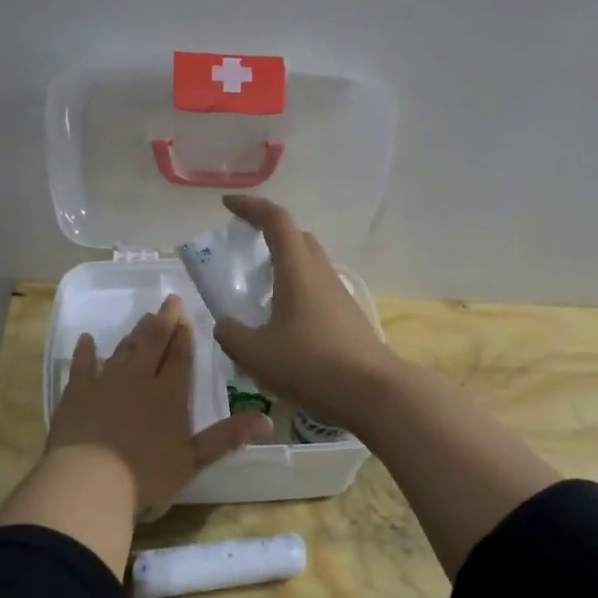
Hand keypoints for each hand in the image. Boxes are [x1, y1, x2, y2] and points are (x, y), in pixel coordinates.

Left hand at [48, 295, 271, 514]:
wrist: (90, 478)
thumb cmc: (147, 473)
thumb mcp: (194, 459)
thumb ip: (228, 437)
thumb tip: (268, 421)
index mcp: (170, 394)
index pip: (180, 357)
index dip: (184, 336)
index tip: (186, 315)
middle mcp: (139, 379)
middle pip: (153, 343)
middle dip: (163, 321)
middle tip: (169, 300)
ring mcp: (106, 382)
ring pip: (123, 350)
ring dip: (134, 333)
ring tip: (143, 317)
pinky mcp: (77, 392)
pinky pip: (82, 365)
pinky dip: (85, 351)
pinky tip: (86, 339)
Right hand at [211, 194, 399, 431]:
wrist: (373, 392)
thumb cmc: (310, 364)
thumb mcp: (256, 353)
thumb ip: (232, 334)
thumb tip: (225, 324)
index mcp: (297, 269)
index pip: (275, 220)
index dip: (251, 207)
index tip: (228, 205)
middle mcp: (320, 273)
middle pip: (297, 238)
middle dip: (269, 234)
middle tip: (244, 250)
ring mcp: (339, 294)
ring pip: (309, 265)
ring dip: (284, 266)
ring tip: (259, 291)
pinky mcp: (348, 317)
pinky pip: (317, 290)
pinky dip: (296, 291)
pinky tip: (283, 322)